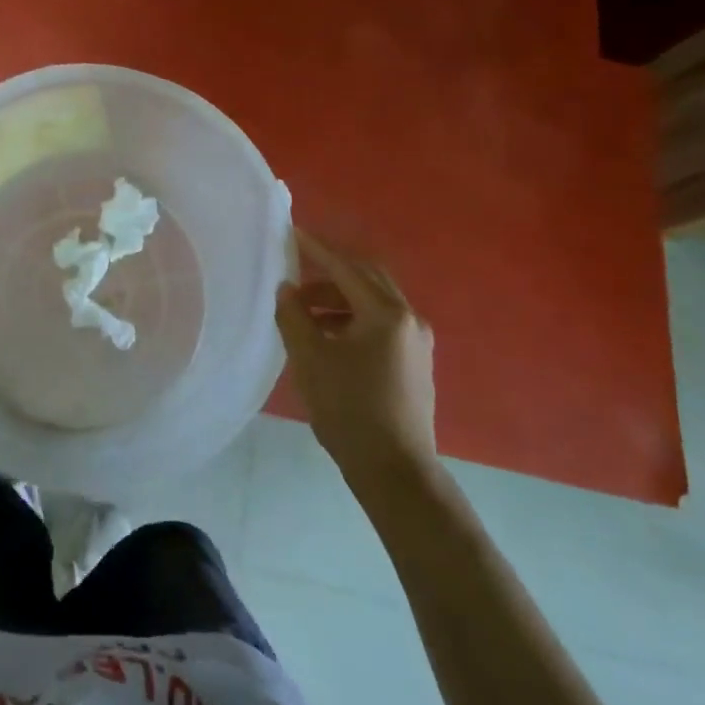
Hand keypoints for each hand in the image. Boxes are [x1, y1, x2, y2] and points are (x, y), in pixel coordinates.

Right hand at [275, 230, 437, 482]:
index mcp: (385, 313)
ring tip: (304, 312)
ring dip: (339, 298)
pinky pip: (382, 323)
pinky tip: (328, 335)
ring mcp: (417, 341)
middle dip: (330, 271)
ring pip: (374, 301)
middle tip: (297, 270)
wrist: (395, 472)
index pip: (345, 268)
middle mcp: (408, 318)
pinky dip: (353, 317)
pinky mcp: (416, 362)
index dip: (316, 249)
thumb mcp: (310, 358)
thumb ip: (294, 316)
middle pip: (366, 278)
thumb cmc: (349, 410)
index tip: (292, 232)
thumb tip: (287, 289)